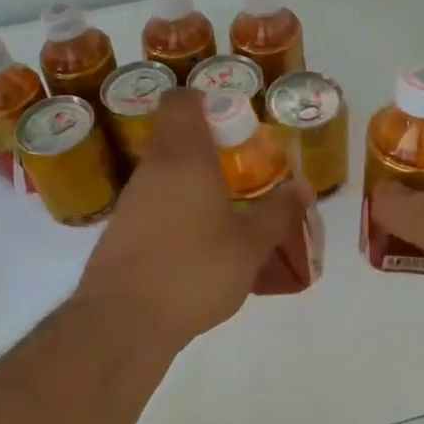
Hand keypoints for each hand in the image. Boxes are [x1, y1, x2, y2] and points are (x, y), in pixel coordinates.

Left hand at [75, 89, 309, 349]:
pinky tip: (200, 243)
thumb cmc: (193, 271)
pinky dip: (178, 209)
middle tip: (244, 169)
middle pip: (176, 136)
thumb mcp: (250, 245)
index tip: (235, 122)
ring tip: (229, 210)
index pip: (181, 101)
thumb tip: (303, 187)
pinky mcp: (120, 230)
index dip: (207, 100)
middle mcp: (152, 168)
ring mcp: (131, 199)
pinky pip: (155, 203)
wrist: (122, 323)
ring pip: (165, 172)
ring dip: (195, 181)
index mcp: (183, 156)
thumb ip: (278, 213)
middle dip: (211, 147)